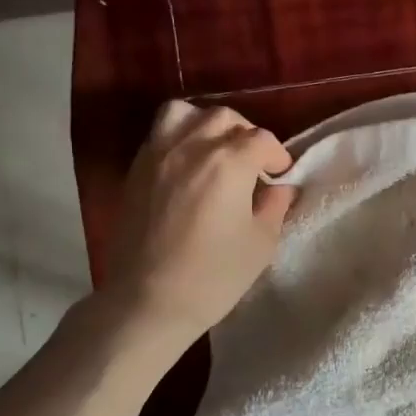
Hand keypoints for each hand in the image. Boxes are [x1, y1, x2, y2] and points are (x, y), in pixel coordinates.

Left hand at [106, 101, 295, 339]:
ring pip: (185, 113)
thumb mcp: (261, 243)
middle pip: (225, 118)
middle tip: (252, 165)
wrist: (147, 301)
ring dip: (207, 124)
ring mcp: (158, 154)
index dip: (276, 157)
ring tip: (215, 151)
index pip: (261, 140)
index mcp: (228, 163)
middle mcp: (192, 146)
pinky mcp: (136, 170)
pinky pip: (159, 133)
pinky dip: (179, 137)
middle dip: (246, 135)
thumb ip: (274, 206)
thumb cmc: (213, 275)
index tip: (279, 178)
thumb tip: (280, 188)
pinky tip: (188, 166)